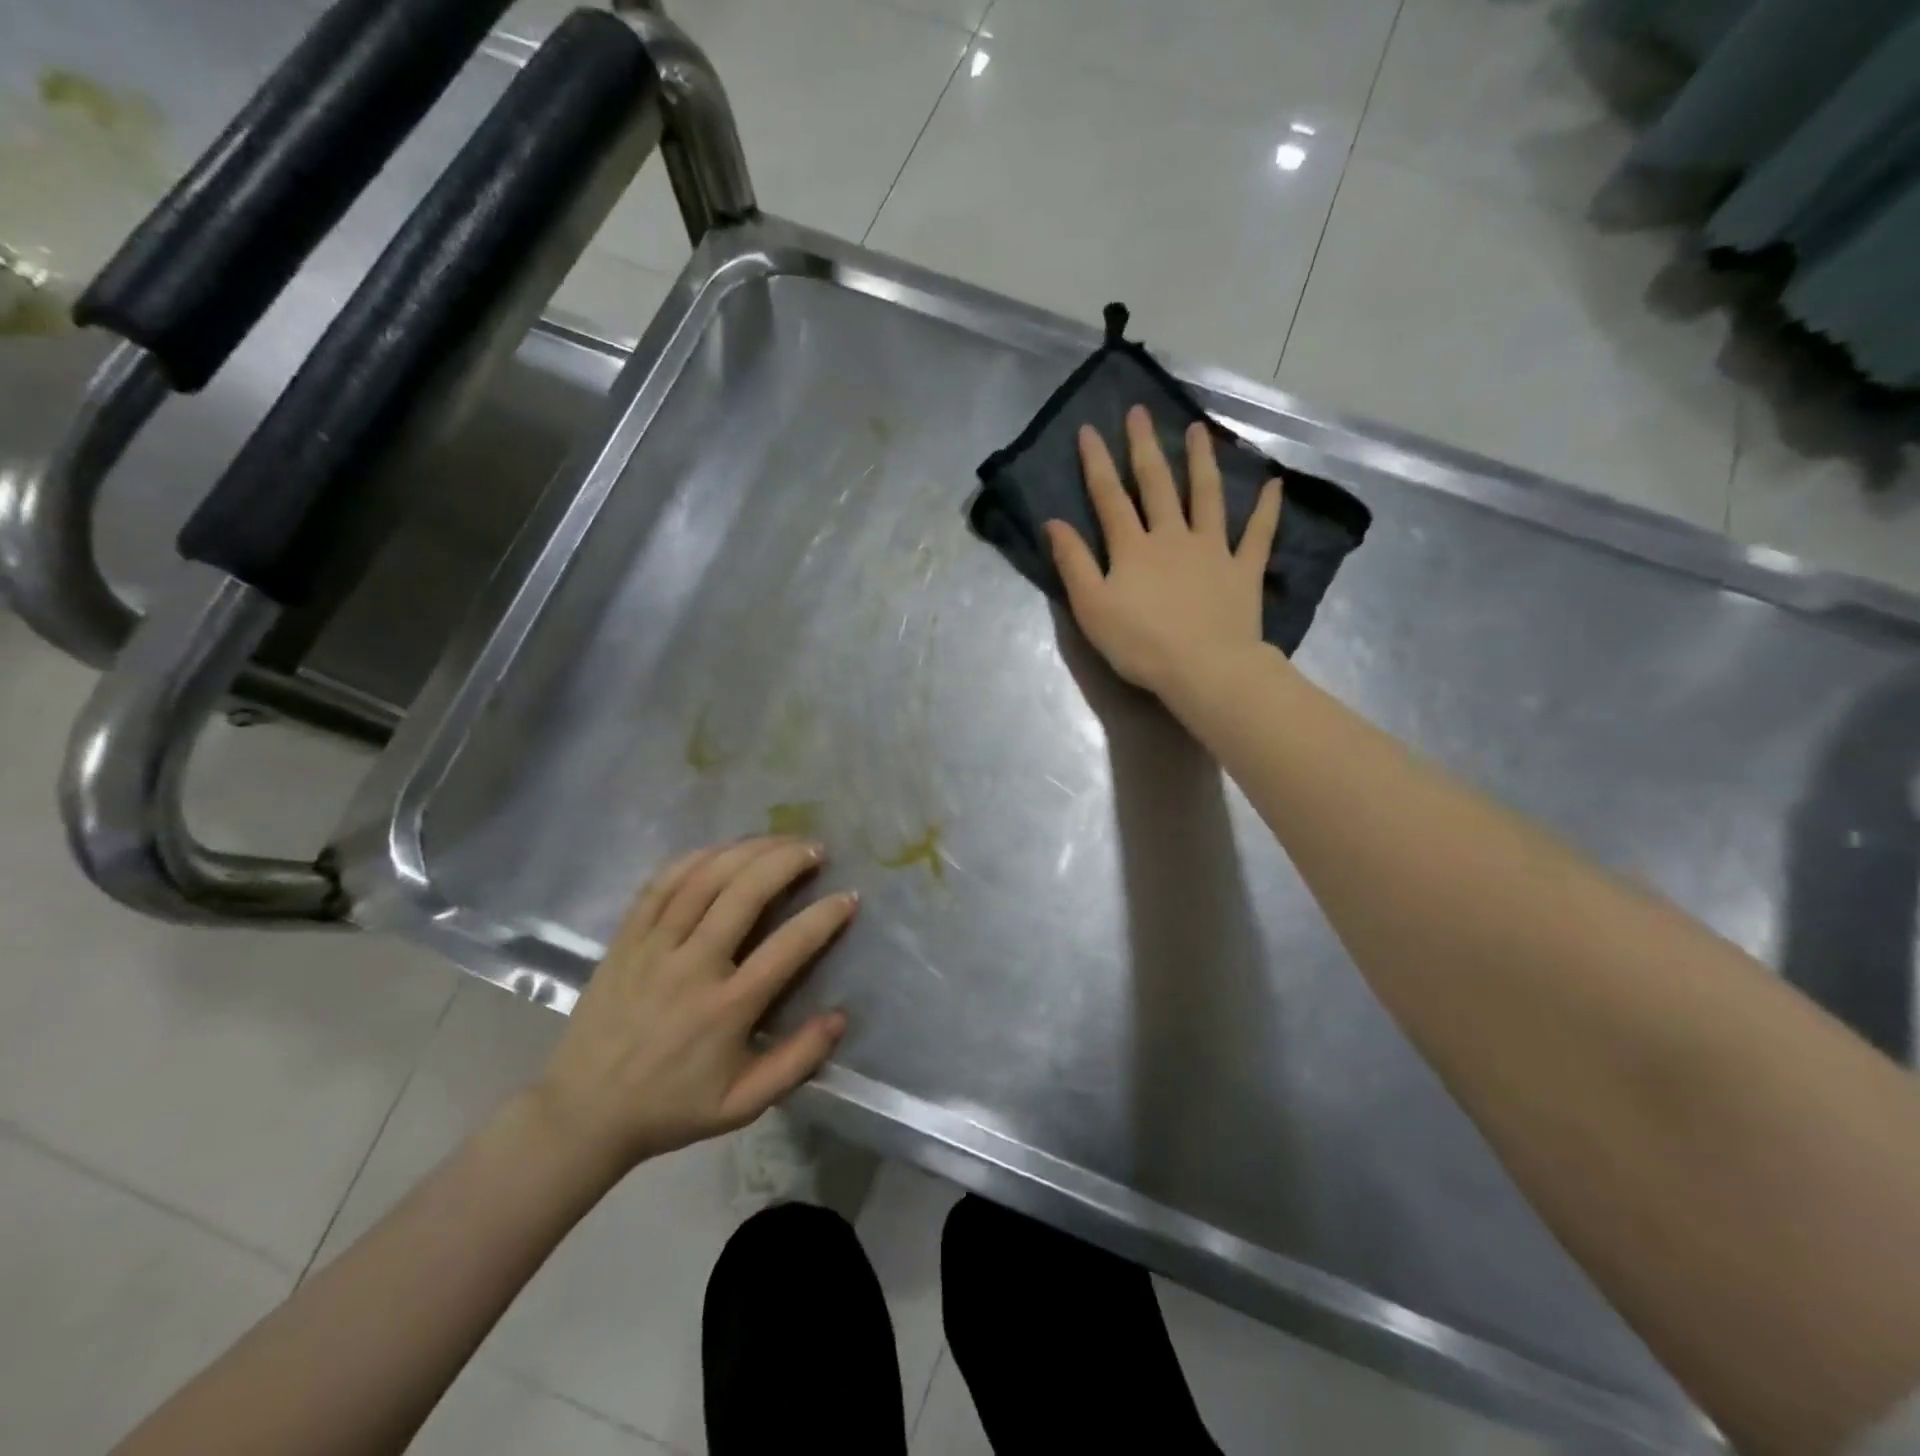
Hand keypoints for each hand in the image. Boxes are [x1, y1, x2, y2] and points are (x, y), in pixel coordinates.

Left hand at [530, 837, 857, 1173]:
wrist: (582, 1113)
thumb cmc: (671, 1107)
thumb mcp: (742, 1105)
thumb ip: (796, 1062)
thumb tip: (840, 1017)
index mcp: (726, 1009)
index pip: (787, 947)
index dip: (824, 916)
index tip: (849, 896)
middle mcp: (692, 967)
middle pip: (744, 893)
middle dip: (787, 861)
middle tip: (816, 849)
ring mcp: (654, 947)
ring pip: (704, 879)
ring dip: (748, 850)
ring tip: (780, 841)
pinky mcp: (626, 939)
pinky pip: (661, 884)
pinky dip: (696, 858)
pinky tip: (723, 849)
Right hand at [1047, 405, 1282, 697]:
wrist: (1204, 668)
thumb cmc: (1140, 644)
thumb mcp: (1092, 608)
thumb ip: (1073, 563)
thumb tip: (1054, 523)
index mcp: (1132, 548)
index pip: (1109, 497)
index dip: (1097, 463)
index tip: (1089, 429)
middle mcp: (1172, 536)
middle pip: (1157, 485)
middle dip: (1144, 447)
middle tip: (1140, 411)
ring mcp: (1212, 549)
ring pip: (1207, 496)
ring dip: (1201, 461)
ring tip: (1198, 430)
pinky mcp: (1243, 569)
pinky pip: (1258, 533)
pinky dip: (1266, 509)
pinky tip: (1274, 484)